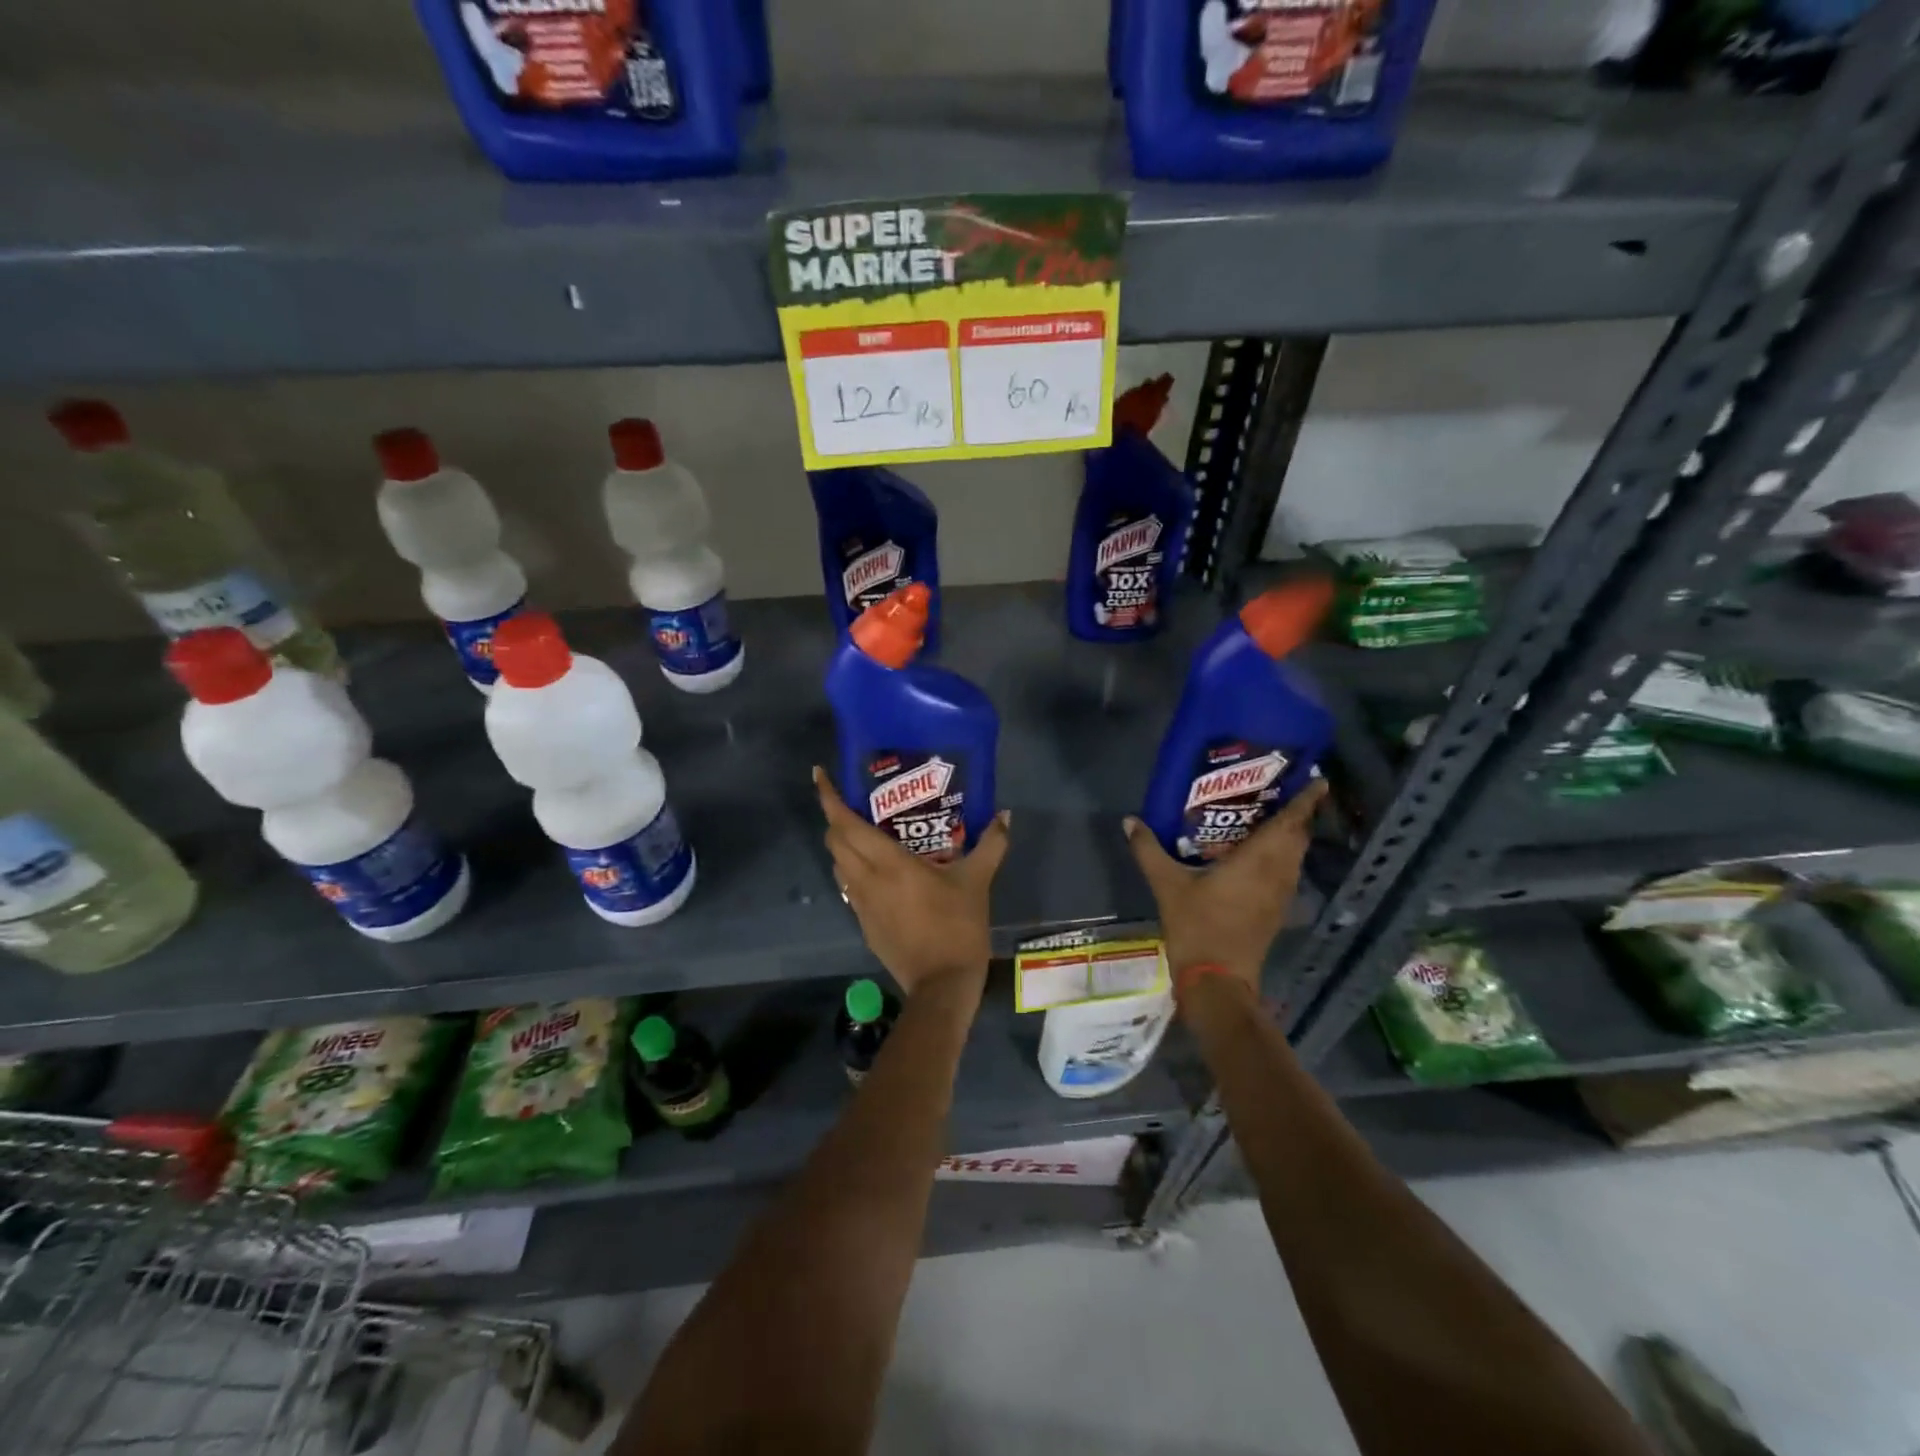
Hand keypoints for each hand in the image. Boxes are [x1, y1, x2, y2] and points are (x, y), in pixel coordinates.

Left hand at [813, 767, 1010, 1002]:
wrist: (942, 985)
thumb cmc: (957, 927)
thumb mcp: (977, 881)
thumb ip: (991, 845)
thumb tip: (1005, 815)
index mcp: (887, 863)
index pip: (845, 824)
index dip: (828, 797)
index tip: (820, 775)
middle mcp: (865, 879)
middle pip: (834, 841)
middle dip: (835, 817)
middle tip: (854, 802)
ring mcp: (860, 904)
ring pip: (838, 865)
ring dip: (842, 844)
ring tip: (864, 832)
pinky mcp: (864, 924)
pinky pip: (849, 887)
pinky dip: (853, 870)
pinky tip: (877, 871)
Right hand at [1123, 780, 1325, 992]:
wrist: (1217, 980)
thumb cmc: (1197, 926)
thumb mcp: (1167, 885)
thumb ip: (1149, 850)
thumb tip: (1130, 820)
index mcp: (1259, 861)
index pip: (1291, 823)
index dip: (1306, 801)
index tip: (1317, 779)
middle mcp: (1277, 873)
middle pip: (1298, 836)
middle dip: (1297, 813)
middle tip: (1281, 789)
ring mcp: (1280, 894)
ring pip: (1295, 855)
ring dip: (1291, 834)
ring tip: (1270, 814)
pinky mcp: (1276, 910)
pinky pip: (1287, 871)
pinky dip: (1282, 854)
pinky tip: (1258, 852)